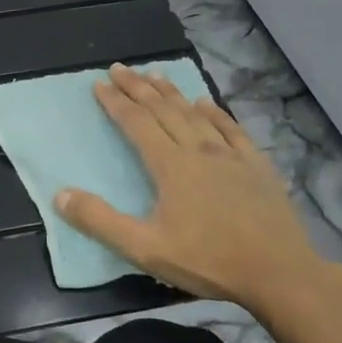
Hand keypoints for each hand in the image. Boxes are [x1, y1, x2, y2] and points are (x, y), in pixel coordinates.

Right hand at [54, 64, 326, 310]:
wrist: (281, 274)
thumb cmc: (209, 261)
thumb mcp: (145, 248)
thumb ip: (100, 221)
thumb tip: (60, 195)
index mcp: (170, 165)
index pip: (136, 123)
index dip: (115, 102)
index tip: (99, 83)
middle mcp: (198, 150)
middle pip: (163, 110)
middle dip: (138, 87)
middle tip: (120, 68)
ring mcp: (231, 156)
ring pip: (195, 114)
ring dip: (172, 93)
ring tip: (155, 75)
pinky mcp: (257, 167)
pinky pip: (232, 129)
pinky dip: (215, 112)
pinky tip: (206, 103)